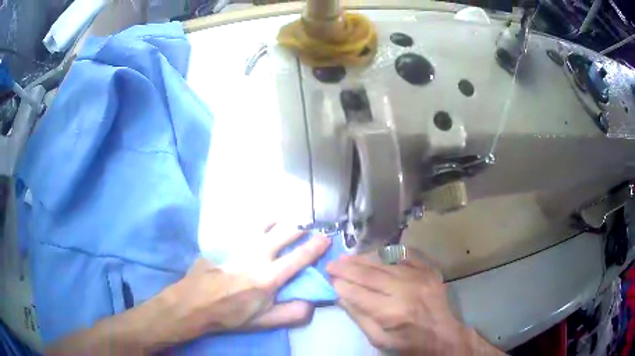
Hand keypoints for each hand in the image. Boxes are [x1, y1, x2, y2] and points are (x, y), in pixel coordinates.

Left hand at [148, 224, 330, 345]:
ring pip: (266, 222)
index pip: (299, 257)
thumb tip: (313, 303)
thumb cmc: (230, 314)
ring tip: (287, 221)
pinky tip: (262, 223)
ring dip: (281, 221)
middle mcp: (257, 255)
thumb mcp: (262, 322)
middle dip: (300, 227)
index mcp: (269, 277)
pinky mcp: (227, 240)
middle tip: (307, 226)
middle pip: (285, 232)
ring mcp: (240, 244)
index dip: (316, 246)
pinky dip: (260, 222)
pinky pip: (247, 225)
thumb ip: (291, 314)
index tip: (326, 238)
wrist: (195, 302)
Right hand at [326, 250, 501, 354]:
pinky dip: (388, 252)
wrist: (443, 335)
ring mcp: (420, 276)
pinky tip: (375, 253)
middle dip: (346, 268)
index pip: (358, 293)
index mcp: (392, 312)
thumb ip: (359, 317)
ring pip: (385, 261)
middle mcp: (405, 290)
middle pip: (369, 274)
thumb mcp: (379, 340)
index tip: (329, 279)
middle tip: (331, 264)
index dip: (341, 284)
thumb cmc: (409, 343)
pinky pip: (406, 254)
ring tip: (347, 257)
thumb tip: (340, 295)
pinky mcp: (429, 270)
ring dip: (363, 258)